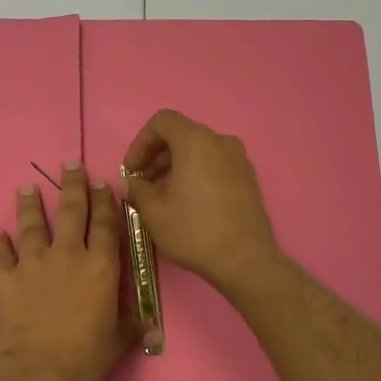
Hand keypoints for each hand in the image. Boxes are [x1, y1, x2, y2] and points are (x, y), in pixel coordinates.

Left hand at [0, 162, 134, 380]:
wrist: (33, 375)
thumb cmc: (83, 360)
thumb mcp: (117, 342)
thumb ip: (132, 326)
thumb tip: (153, 328)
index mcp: (100, 267)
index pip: (105, 224)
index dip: (104, 200)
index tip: (102, 181)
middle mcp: (67, 255)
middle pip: (71, 211)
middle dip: (72, 184)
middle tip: (70, 163)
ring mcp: (31, 263)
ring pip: (32, 224)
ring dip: (31, 204)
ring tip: (27, 187)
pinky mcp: (3, 277)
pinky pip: (0, 253)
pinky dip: (0, 242)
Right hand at [121, 110, 281, 294]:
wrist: (244, 260)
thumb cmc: (194, 231)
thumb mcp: (153, 212)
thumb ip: (137, 189)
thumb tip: (132, 183)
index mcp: (195, 141)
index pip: (162, 121)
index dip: (140, 143)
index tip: (131, 171)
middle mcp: (220, 141)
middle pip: (181, 134)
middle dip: (157, 155)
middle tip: (143, 183)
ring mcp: (239, 159)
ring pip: (199, 150)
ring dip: (176, 165)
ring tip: (163, 195)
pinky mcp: (248, 178)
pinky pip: (216, 163)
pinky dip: (197, 172)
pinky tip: (188, 201)